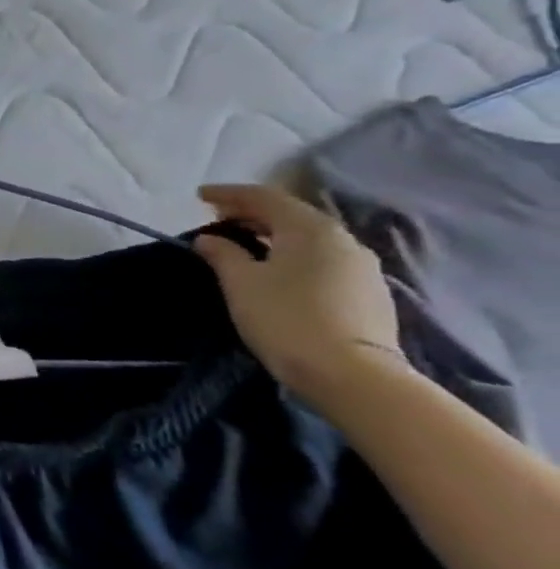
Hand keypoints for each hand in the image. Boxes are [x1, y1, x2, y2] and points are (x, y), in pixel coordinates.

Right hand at [193, 183, 403, 405]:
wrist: (353, 375)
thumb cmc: (285, 318)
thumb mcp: (240, 282)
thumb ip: (222, 253)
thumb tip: (210, 239)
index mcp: (309, 228)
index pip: (264, 197)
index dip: (228, 193)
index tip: (199, 197)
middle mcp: (342, 239)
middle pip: (291, 214)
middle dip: (252, 213)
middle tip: (218, 220)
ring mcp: (361, 267)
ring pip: (309, 238)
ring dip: (274, 235)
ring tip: (246, 245)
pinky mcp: (368, 292)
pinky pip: (322, 259)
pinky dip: (294, 254)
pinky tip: (278, 270)